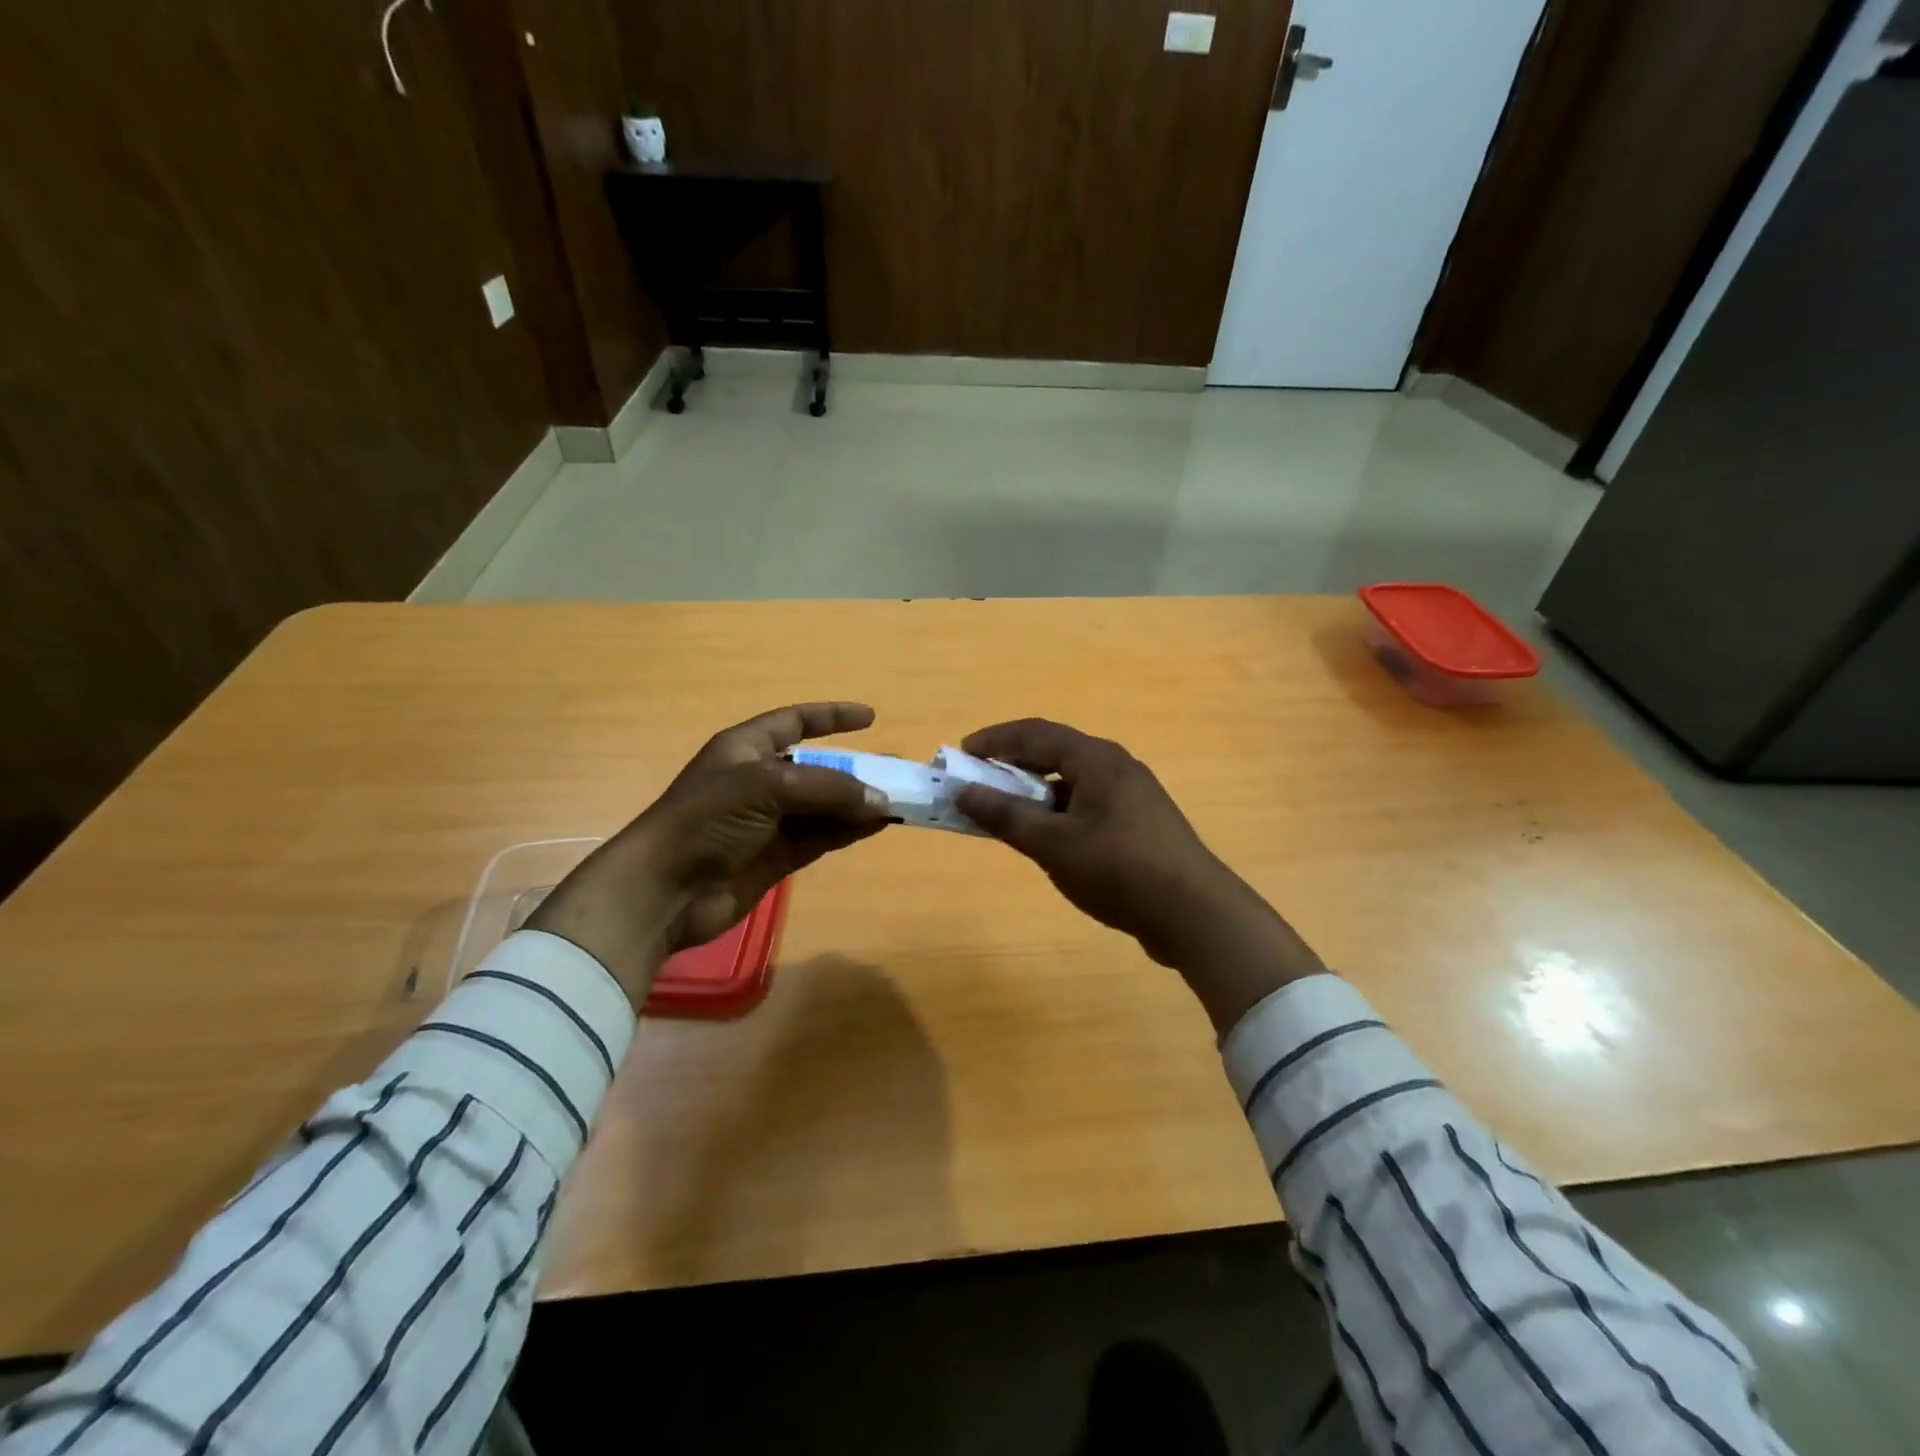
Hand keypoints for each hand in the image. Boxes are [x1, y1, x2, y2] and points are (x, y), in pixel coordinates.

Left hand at [525, 703, 892, 1006]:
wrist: (666, 890)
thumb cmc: (708, 819)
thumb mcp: (767, 786)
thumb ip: (828, 788)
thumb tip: (881, 801)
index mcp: (747, 748)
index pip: (795, 721)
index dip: (831, 716)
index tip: (870, 717)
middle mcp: (760, 780)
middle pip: (817, 767)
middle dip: (856, 769)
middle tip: (896, 771)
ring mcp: (769, 821)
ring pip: (824, 805)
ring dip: (858, 803)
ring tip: (898, 802)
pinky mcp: (777, 856)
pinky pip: (822, 836)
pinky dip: (849, 830)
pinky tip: (877, 826)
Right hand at [954, 719, 1325, 1033]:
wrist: (1195, 914)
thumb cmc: (1119, 870)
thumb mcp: (1053, 844)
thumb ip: (1006, 815)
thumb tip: (964, 791)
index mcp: (1096, 759)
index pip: (1035, 733)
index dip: (994, 740)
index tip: (961, 755)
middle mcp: (1116, 767)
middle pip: (1054, 753)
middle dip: (1012, 766)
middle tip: (979, 785)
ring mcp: (1132, 795)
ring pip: (1071, 782)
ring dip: (1035, 793)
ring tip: (1007, 815)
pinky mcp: (1140, 823)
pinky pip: (1087, 804)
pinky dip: (1058, 813)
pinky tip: (1048, 840)